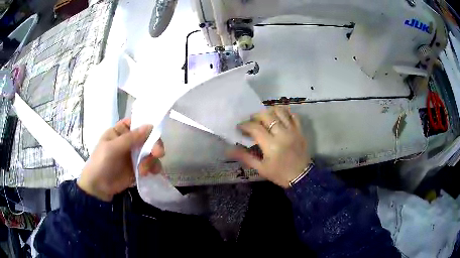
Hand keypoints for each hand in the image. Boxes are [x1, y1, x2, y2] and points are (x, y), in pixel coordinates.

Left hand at [77, 118, 164, 200]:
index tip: (155, 133)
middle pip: (148, 138)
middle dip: (154, 145)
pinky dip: (154, 168)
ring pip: (151, 152)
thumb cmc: (101, 163)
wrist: (99, 187)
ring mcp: (135, 155)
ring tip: (144, 170)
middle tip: (157, 154)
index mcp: (121, 132)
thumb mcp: (113, 148)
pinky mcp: (139, 168)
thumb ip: (131, 138)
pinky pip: (151, 165)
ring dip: (152, 160)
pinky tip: (150, 173)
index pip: (137, 123)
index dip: (147, 126)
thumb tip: (150, 126)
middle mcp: (130, 142)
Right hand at [229, 106, 311, 187]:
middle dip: (256, 116)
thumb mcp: (261, 168)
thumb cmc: (280, 174)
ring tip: (265, 118)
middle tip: (252, 122)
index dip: (245, 125)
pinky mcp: (300, 130)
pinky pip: (293, 115)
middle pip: (267, 115)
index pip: (255, 128)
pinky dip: (285, 113)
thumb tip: (229, 150)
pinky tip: (279, 117)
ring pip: (280, 111)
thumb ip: (245, 157)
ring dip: (269, 111)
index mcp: (271, 145)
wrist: (301, 177)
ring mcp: (293, 130)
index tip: (240, 127)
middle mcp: (282, 134)